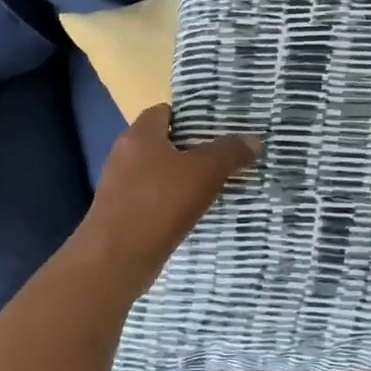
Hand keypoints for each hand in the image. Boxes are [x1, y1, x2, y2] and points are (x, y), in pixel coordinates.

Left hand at [78, 104, 260, 295]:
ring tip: (216, 185)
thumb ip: (230, 152)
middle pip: (163, 143)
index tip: (218, 128)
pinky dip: (172, 202)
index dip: (190, 116)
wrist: (116, 258)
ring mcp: (120, 186)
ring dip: (184, 178)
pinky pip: (153, 199)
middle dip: (192, 149)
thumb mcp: (204, 173)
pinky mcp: (122, 213)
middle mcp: (124, 155)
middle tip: (225, 156)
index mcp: (139, 135)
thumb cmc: (159, 203)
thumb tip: (253, 140)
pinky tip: (194, 212)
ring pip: (159, 173)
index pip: (164, 112)